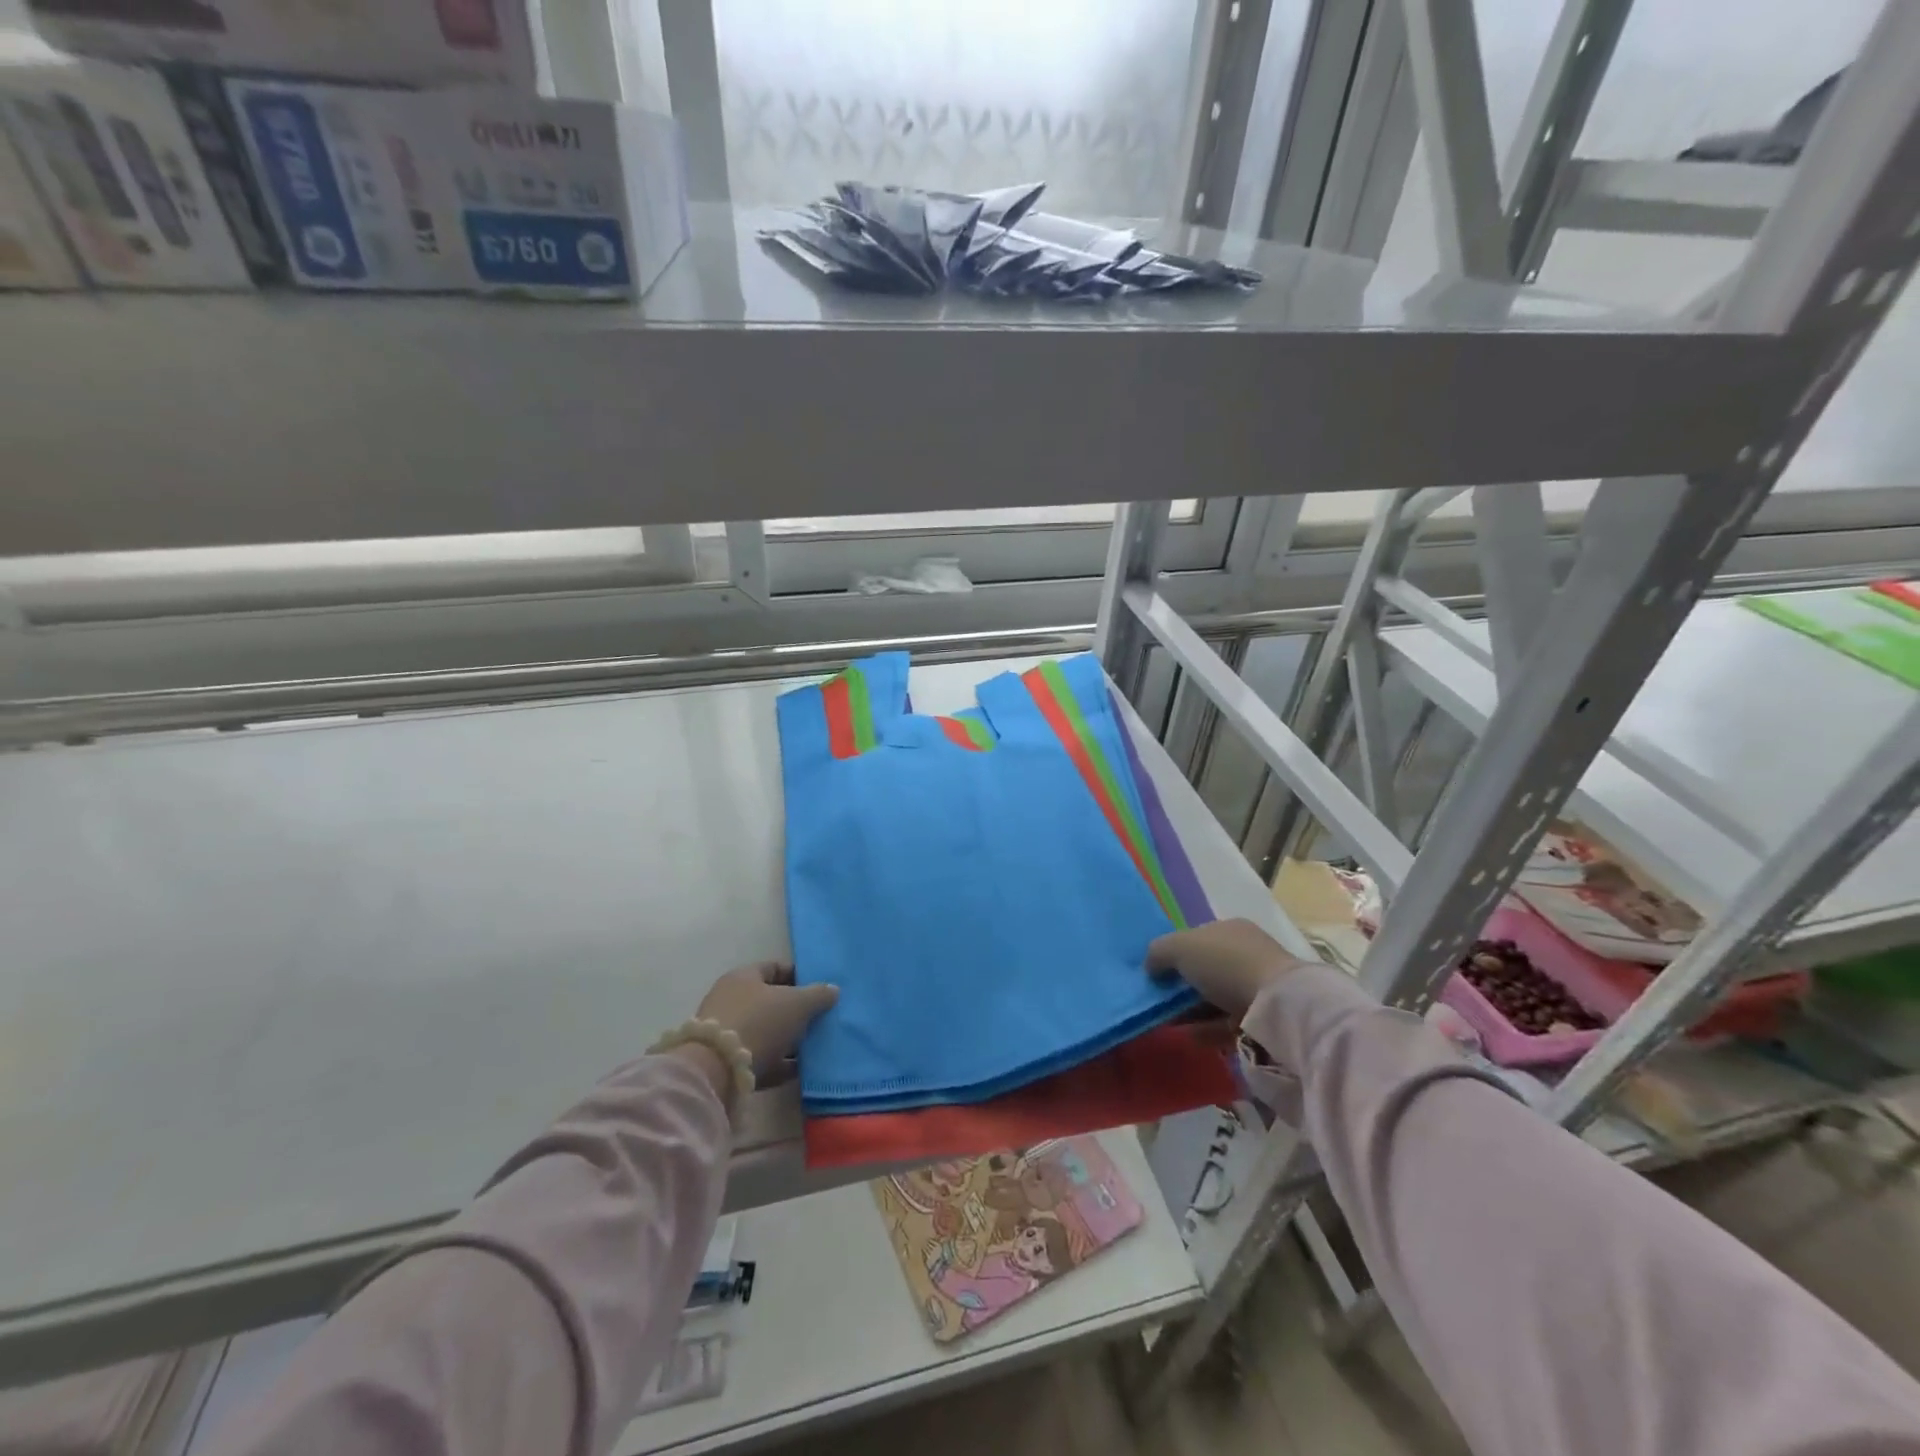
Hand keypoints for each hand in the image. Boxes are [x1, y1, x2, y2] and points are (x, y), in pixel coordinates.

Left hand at [697, 961, 838, 1080]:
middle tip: (821, 1018)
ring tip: (815, 1045)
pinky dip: (779, 1063)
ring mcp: (727, 1033)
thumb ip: (818, 995)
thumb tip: (832, 989)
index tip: (821, 988)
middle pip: (771, 1001)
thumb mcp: (797, 1003)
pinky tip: (800, 1070)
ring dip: (789, 1039)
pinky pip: (761, 1059)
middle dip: (796, 1010)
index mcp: (744, 977)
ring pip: (766, 1032)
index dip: (799, 976)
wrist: (717, 1070)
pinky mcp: (727, 1063)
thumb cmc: (759, 1022)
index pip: (775, 968)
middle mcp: (731, 1000)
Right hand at [1148, 918, 1307, 1018]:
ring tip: (1168, 1022)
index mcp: (1229, 929)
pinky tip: (1188, 1035)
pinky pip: (1226, 1021)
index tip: (1156, 973)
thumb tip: (1149, 966)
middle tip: (1159, 1000)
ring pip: (1214, 997)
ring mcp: (1256, 986)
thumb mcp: (1180, 947)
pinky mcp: (1261, 1017)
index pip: (1196, 938)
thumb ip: (1158, 952)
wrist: (1275, 1004)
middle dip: (1181, 985)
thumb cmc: (1224, 963)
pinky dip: (1206, 1028)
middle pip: (1205, 969)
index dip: (1174, 953)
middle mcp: (1245, 952)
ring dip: (1191, 1010)